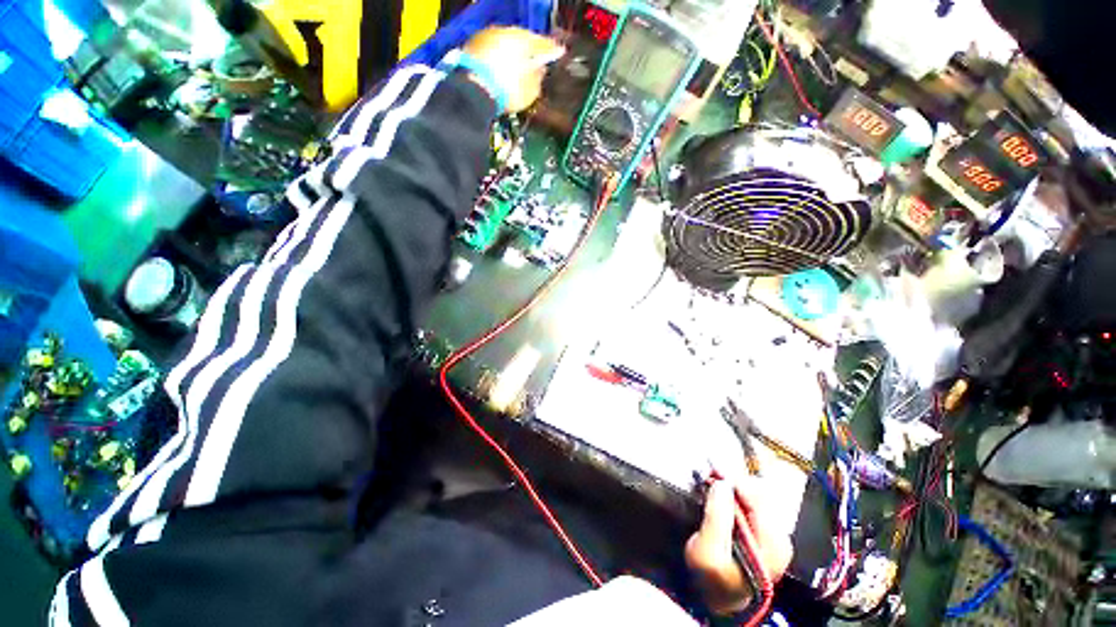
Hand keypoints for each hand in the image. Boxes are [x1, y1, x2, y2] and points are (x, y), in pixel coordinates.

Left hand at [462, 27, 563, 113]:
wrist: (473, 91)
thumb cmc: (507, 90)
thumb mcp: (530, 90)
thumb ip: (538, 77)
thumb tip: (540, 69)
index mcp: (523, 39)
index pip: (542, 42)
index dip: (552, 50)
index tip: (559, 53)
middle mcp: (505, 31)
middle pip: (522, 40)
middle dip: (529, 51)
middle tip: (536, 62)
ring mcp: (487, 37)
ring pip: (506, 44)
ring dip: (512, 55)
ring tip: (518, 70)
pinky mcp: (473, 47)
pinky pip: (492, 51)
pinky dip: (499, 59)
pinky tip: (502, 72)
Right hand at [685, 478, 792, 615]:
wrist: (720, 601)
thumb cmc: (713, 579)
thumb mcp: (707, 551)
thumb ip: (716, 516)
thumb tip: (722, 482)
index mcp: (772, 543)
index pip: (757, 497)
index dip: (733, 479)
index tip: (713, 468)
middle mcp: (780, 536)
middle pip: (759, 494)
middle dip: (733, 482)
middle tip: (712, 474)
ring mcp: (774, 535)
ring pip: (757, 496)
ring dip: (734, 487)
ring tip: (715, 482)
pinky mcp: (765, 533)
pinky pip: (753, 503)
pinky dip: (737, 495)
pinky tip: (724, 495)